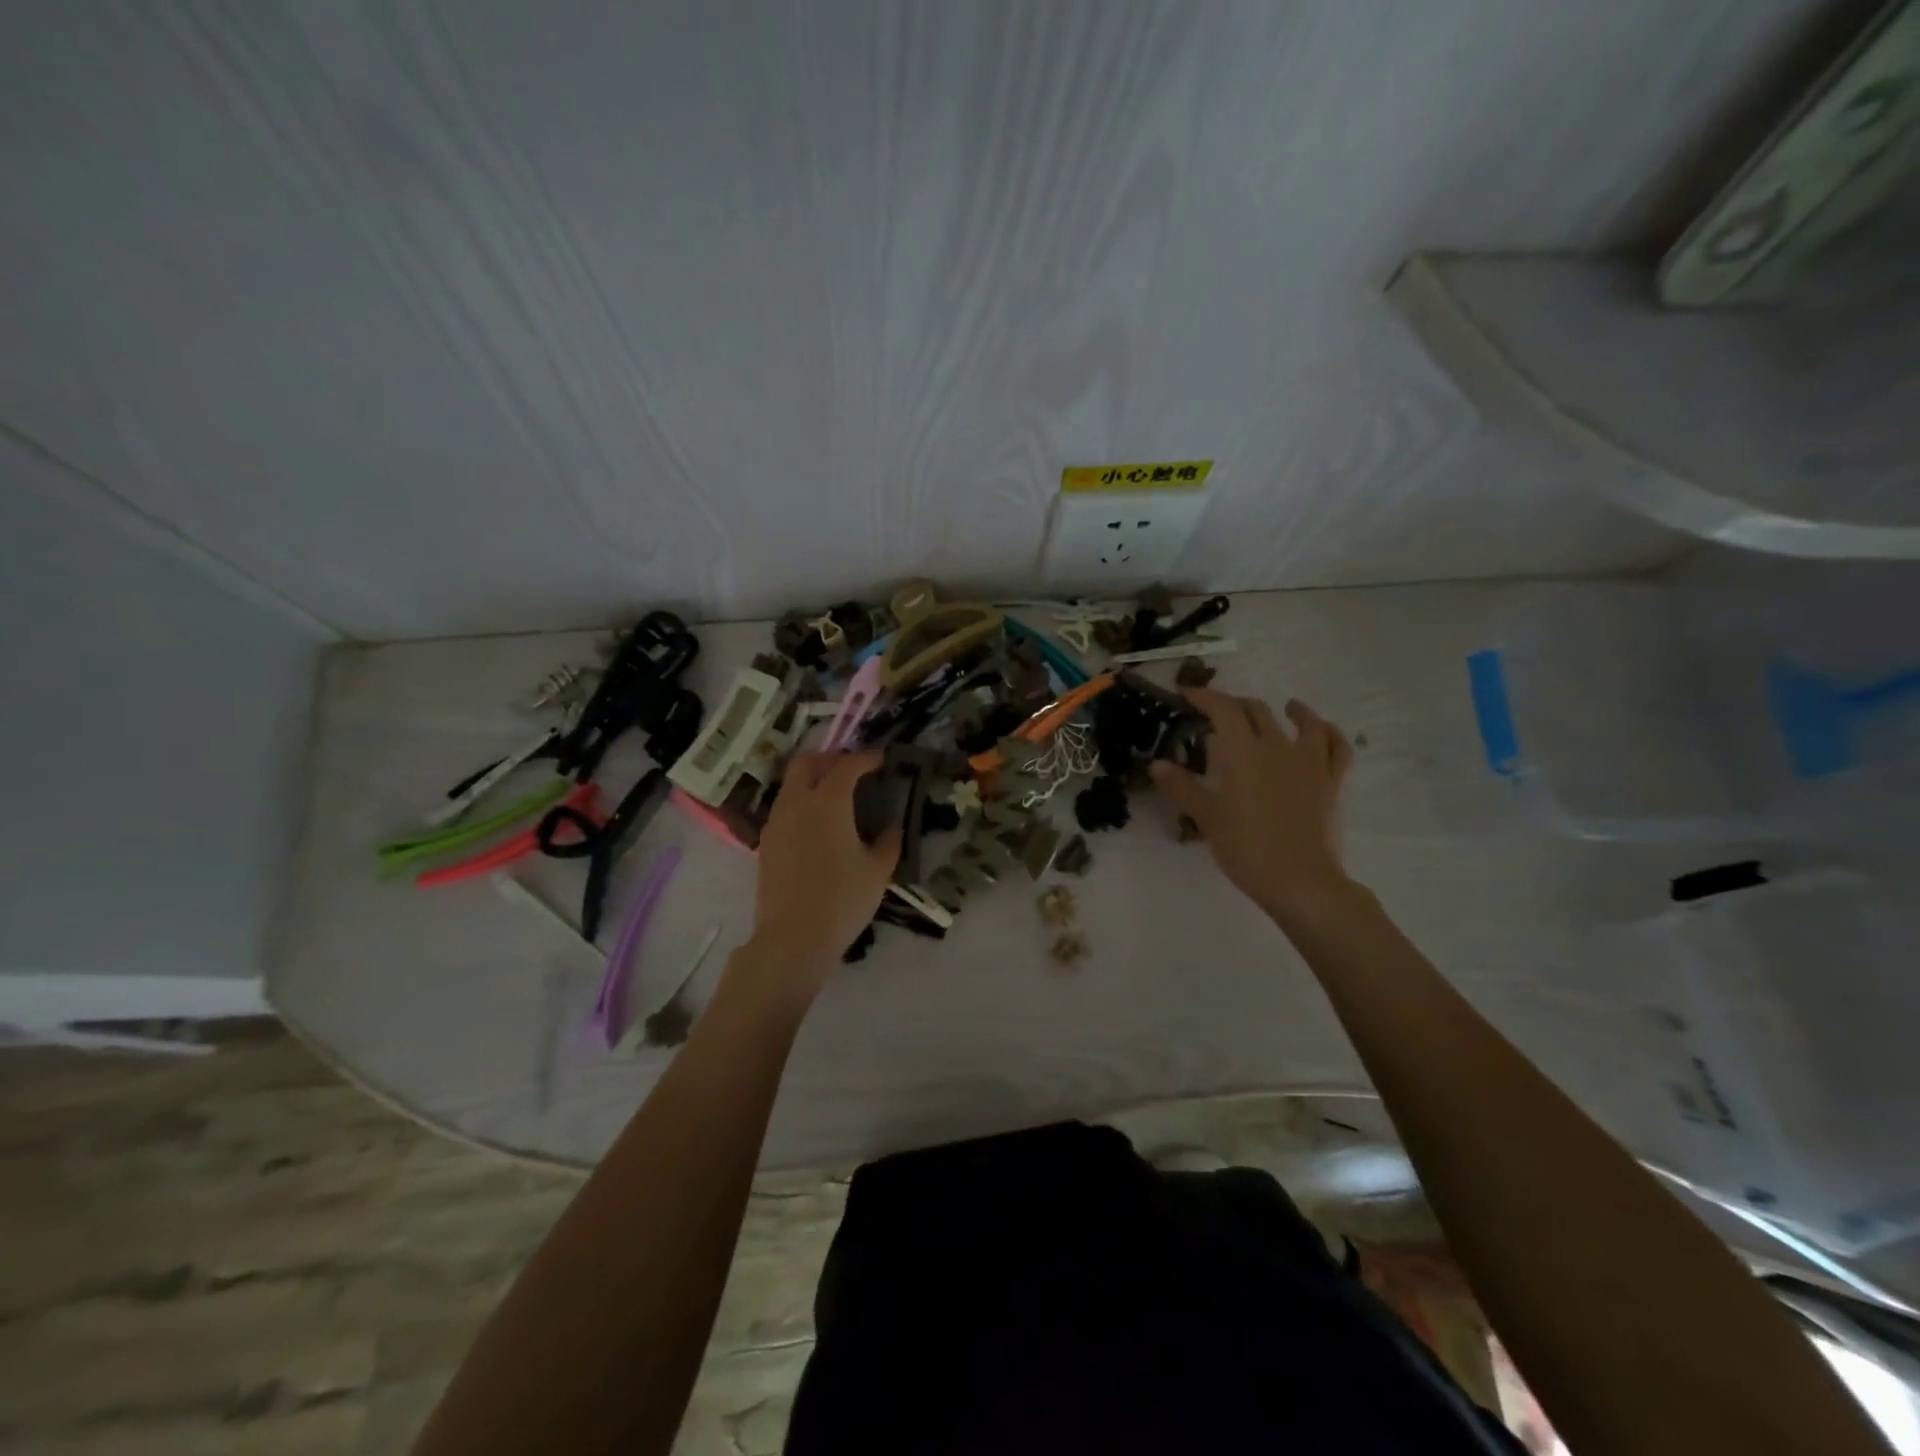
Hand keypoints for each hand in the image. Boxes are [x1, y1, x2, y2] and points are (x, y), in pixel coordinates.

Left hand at [741, 752, 900, 998]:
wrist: (793, 939)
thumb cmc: (842, 900)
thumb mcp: (878, 872)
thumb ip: (888, 843)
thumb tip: (892, 828)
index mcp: (828, 802)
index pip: (847, 765)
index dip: (866, 758)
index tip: (881, 760)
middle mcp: (797, 803)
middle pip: (806, 762)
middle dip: (829, 758)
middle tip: (851, 769)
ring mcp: (776, 822)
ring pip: (790, 784)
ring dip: (812, 780)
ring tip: (835, 797)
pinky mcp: (765, 843)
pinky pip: (783, 808)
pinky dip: (800, 803)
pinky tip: (817, 825)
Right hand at [1150, 690, 1353, 927]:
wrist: (1300, 881)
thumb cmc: (1247, 848)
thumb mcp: (1206, 818)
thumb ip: (1182, 787)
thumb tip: (1157, 764)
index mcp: (1245, 752)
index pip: (1223, 710)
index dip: (1204, 697)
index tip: (1186, 694)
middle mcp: (1279, 747)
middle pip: (1257, 711)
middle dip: (1234, 704)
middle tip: (1216, 712)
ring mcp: (1310, 762)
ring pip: (1304, 722)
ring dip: (1292, 710)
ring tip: (1285, 707)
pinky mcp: (1332, 782)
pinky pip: (1337, 748)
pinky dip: (1329, 733)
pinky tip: (1321, 731)